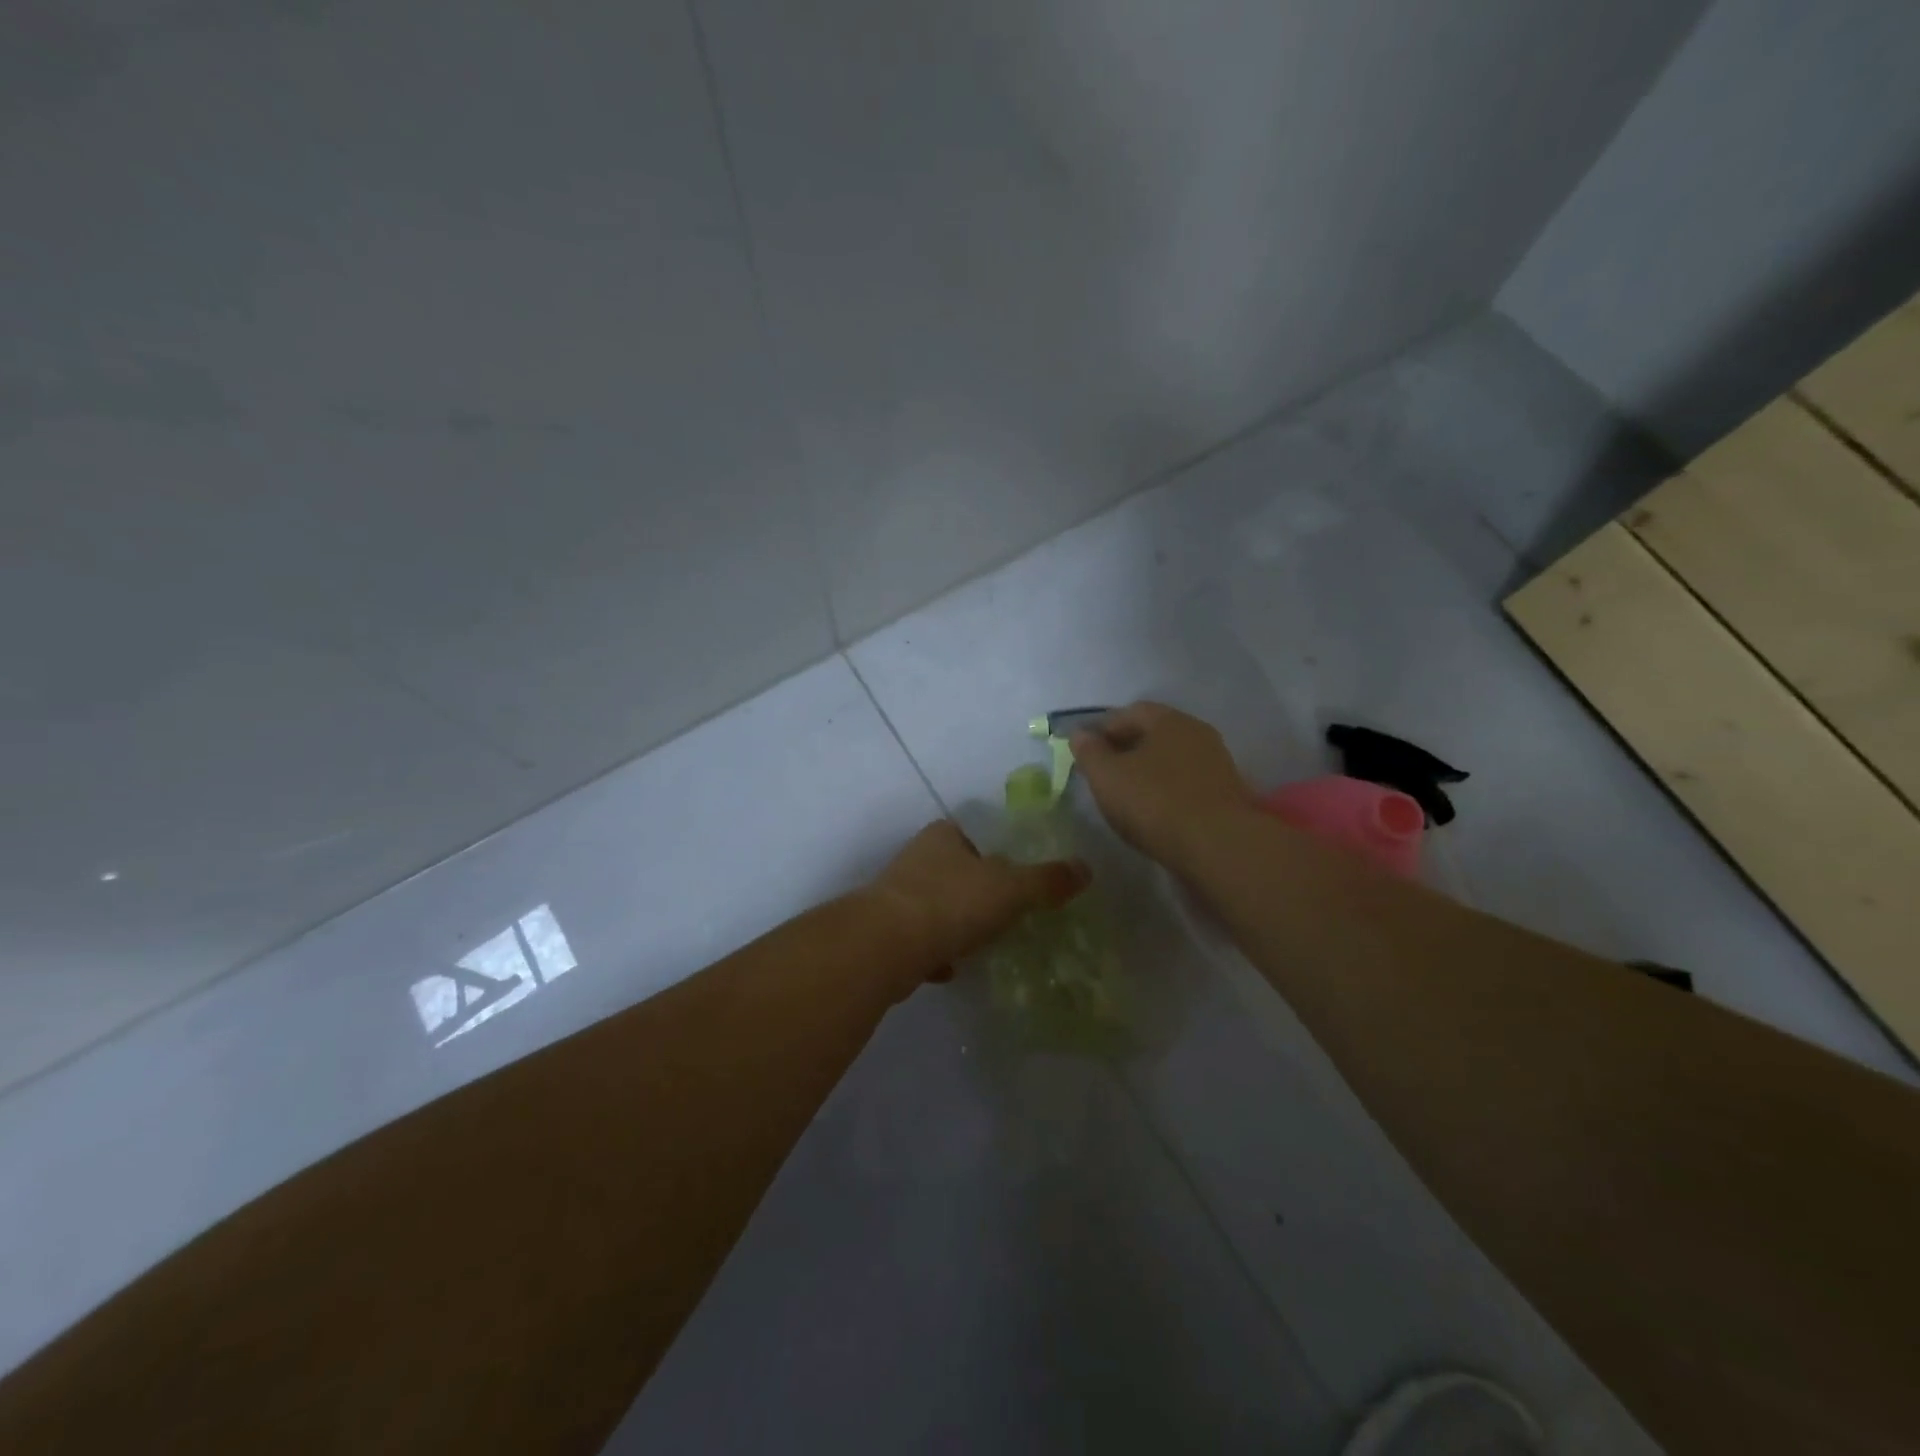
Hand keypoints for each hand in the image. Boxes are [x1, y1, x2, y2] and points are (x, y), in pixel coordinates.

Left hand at [866, 820, 1088, 992]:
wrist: (886, 947)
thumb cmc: (951, 902)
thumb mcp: (1011, 888)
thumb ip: (1047, 880)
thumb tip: (1085, 869)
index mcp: (943, 837)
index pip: (974, 835)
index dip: (997, 853)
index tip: (1016, 878)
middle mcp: (916, 859)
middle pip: (956, 872)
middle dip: (978, 894)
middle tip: (1007, 915)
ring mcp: (897, 897)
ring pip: (937, 907)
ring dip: (956, 925)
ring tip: (983, 945)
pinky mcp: (885, 934)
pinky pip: (920, 941)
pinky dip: (936, 954)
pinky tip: (952, 970)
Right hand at [1070, 702, 1253, 866]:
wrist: (1219, 846)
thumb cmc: (1155, 802)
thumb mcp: (1107, 777)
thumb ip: (1089, 752)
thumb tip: (1080, 735)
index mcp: (1169, 720)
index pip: (1130, 712)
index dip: (1104, 729)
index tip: (1086, 752)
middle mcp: (1197, 733)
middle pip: (1155, 734)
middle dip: (1127, 749)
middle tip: (1104, 774)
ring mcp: (1217, 763)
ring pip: (1172, 759)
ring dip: (1149, 771)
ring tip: (1128, 796)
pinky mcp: (1227, 794)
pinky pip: (1187, 783)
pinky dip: (1168, 790)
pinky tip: (1156, 812)